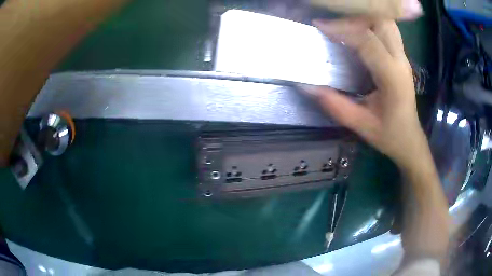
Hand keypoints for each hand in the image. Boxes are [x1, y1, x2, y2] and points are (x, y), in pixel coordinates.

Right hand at [302, 18, 427, 169]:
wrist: (410, 139)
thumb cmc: (389, 135)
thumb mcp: (360, 124)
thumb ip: (334, 104)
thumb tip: (306, 86)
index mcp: (392, 77)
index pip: (367, 41)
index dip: (342, 29)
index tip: (320, 26)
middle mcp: (400, 61)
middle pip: (380, 22)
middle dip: (354, 19)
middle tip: (333, 26)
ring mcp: (403, 57)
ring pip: (386, 22)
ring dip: (364, 18)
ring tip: (344, 25)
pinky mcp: (401, 57)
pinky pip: (388, 29)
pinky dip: (372, 23)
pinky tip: (359, 31)